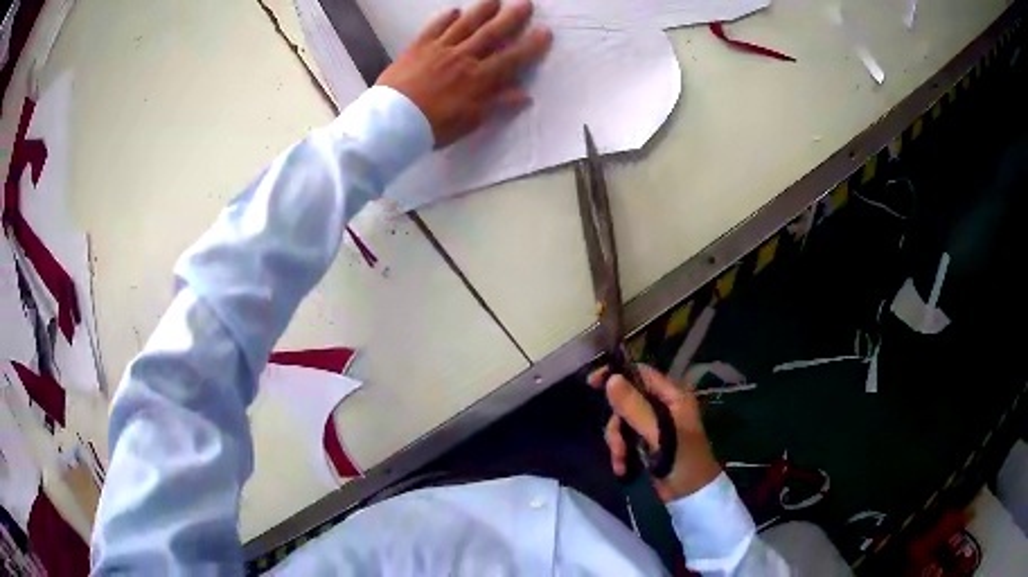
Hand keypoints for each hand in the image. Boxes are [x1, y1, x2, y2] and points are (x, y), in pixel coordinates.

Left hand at [376, 0, 551, 146]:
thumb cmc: (433, 127)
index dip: (530, 46)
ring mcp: (439, 50)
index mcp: (478, 79)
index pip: (511, 58)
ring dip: (481, 11)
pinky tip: (453, 10)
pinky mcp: (418, 47)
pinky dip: (444, 18)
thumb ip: (496, 104)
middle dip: (511, 19)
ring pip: (465, 25)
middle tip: (525, 4)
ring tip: (495, 0)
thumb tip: (524, 95)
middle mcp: (463, 58)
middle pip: (491, 34)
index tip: (545, 32)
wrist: (392, 122)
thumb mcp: (470, 121)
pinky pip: (434, 28)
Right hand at [589, 364, 721, 501]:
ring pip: (622, 422)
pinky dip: (620, 453)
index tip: (593, 383)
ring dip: (617, 442)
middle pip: (627, 400)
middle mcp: (663, 407)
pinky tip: (622, 468)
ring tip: (621, 461)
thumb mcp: (659, 434)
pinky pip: (624, 439)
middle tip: (616, 444)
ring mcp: (654, 426)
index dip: (618, 375)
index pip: (642, 374)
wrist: (691, 495)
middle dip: (617, 423)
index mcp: (673, 397)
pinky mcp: (646, 443)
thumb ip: (636, 407)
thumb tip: (611, 379)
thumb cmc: (683, 460)